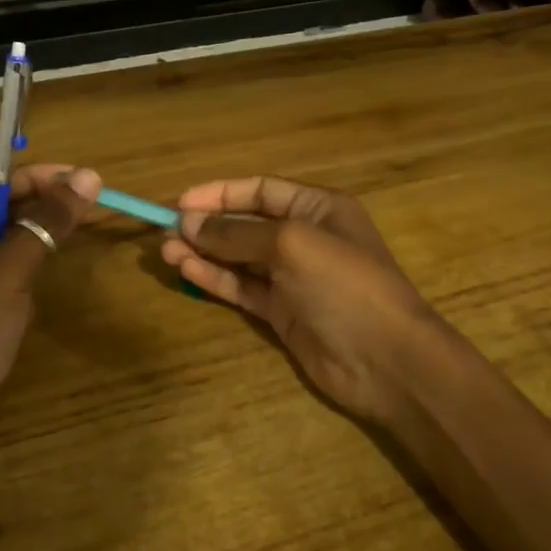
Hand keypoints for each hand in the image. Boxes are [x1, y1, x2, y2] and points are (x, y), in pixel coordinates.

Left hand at [0, 164, 100, 477]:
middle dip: (35, 213)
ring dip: (27, 250)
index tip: (81, 180)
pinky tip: (29, 301)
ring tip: (57, 257)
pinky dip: (15, 281)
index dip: (35, 177)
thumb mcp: (8, 272)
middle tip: (83, 212)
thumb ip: (47, 222)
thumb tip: (88, 176)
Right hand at [161, 176, 445, 427]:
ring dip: (204, 253)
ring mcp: (293, 278)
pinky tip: (186, 271)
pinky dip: (215, 279)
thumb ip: (237, 234)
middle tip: (164, 231)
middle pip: (246, 224)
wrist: (386, 360)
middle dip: (207, 225)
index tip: (180, 202)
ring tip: (165, 252)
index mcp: (318, 208)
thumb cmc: (345, 285)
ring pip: (239, 258)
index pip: (261, 191)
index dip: (220, 193)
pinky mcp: (282, 312)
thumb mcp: (291, 245)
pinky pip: (242, 288)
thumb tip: (188, 223)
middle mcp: (304, 238)